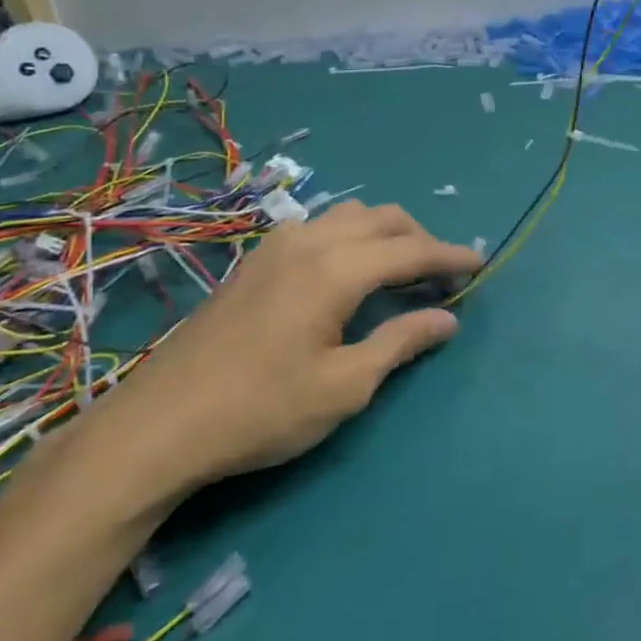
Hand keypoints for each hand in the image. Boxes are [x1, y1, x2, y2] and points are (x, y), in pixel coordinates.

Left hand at [106, 202, 483, 490]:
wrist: (160, 424)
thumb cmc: (261, 410)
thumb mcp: (345, 386)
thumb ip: (400, 343)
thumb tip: (447, 319)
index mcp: (335, 269)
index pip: (410, 251)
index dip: (449, 257)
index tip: (480, 264)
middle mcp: (309, 242)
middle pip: (381, 219)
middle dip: (420, 238)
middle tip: (443, 272)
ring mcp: (275, 246)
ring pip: (348, 216)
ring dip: (384, 233)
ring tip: (401, 268)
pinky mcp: (254, 261)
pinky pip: (319, 228)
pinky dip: (351, 237)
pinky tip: (348, 271)